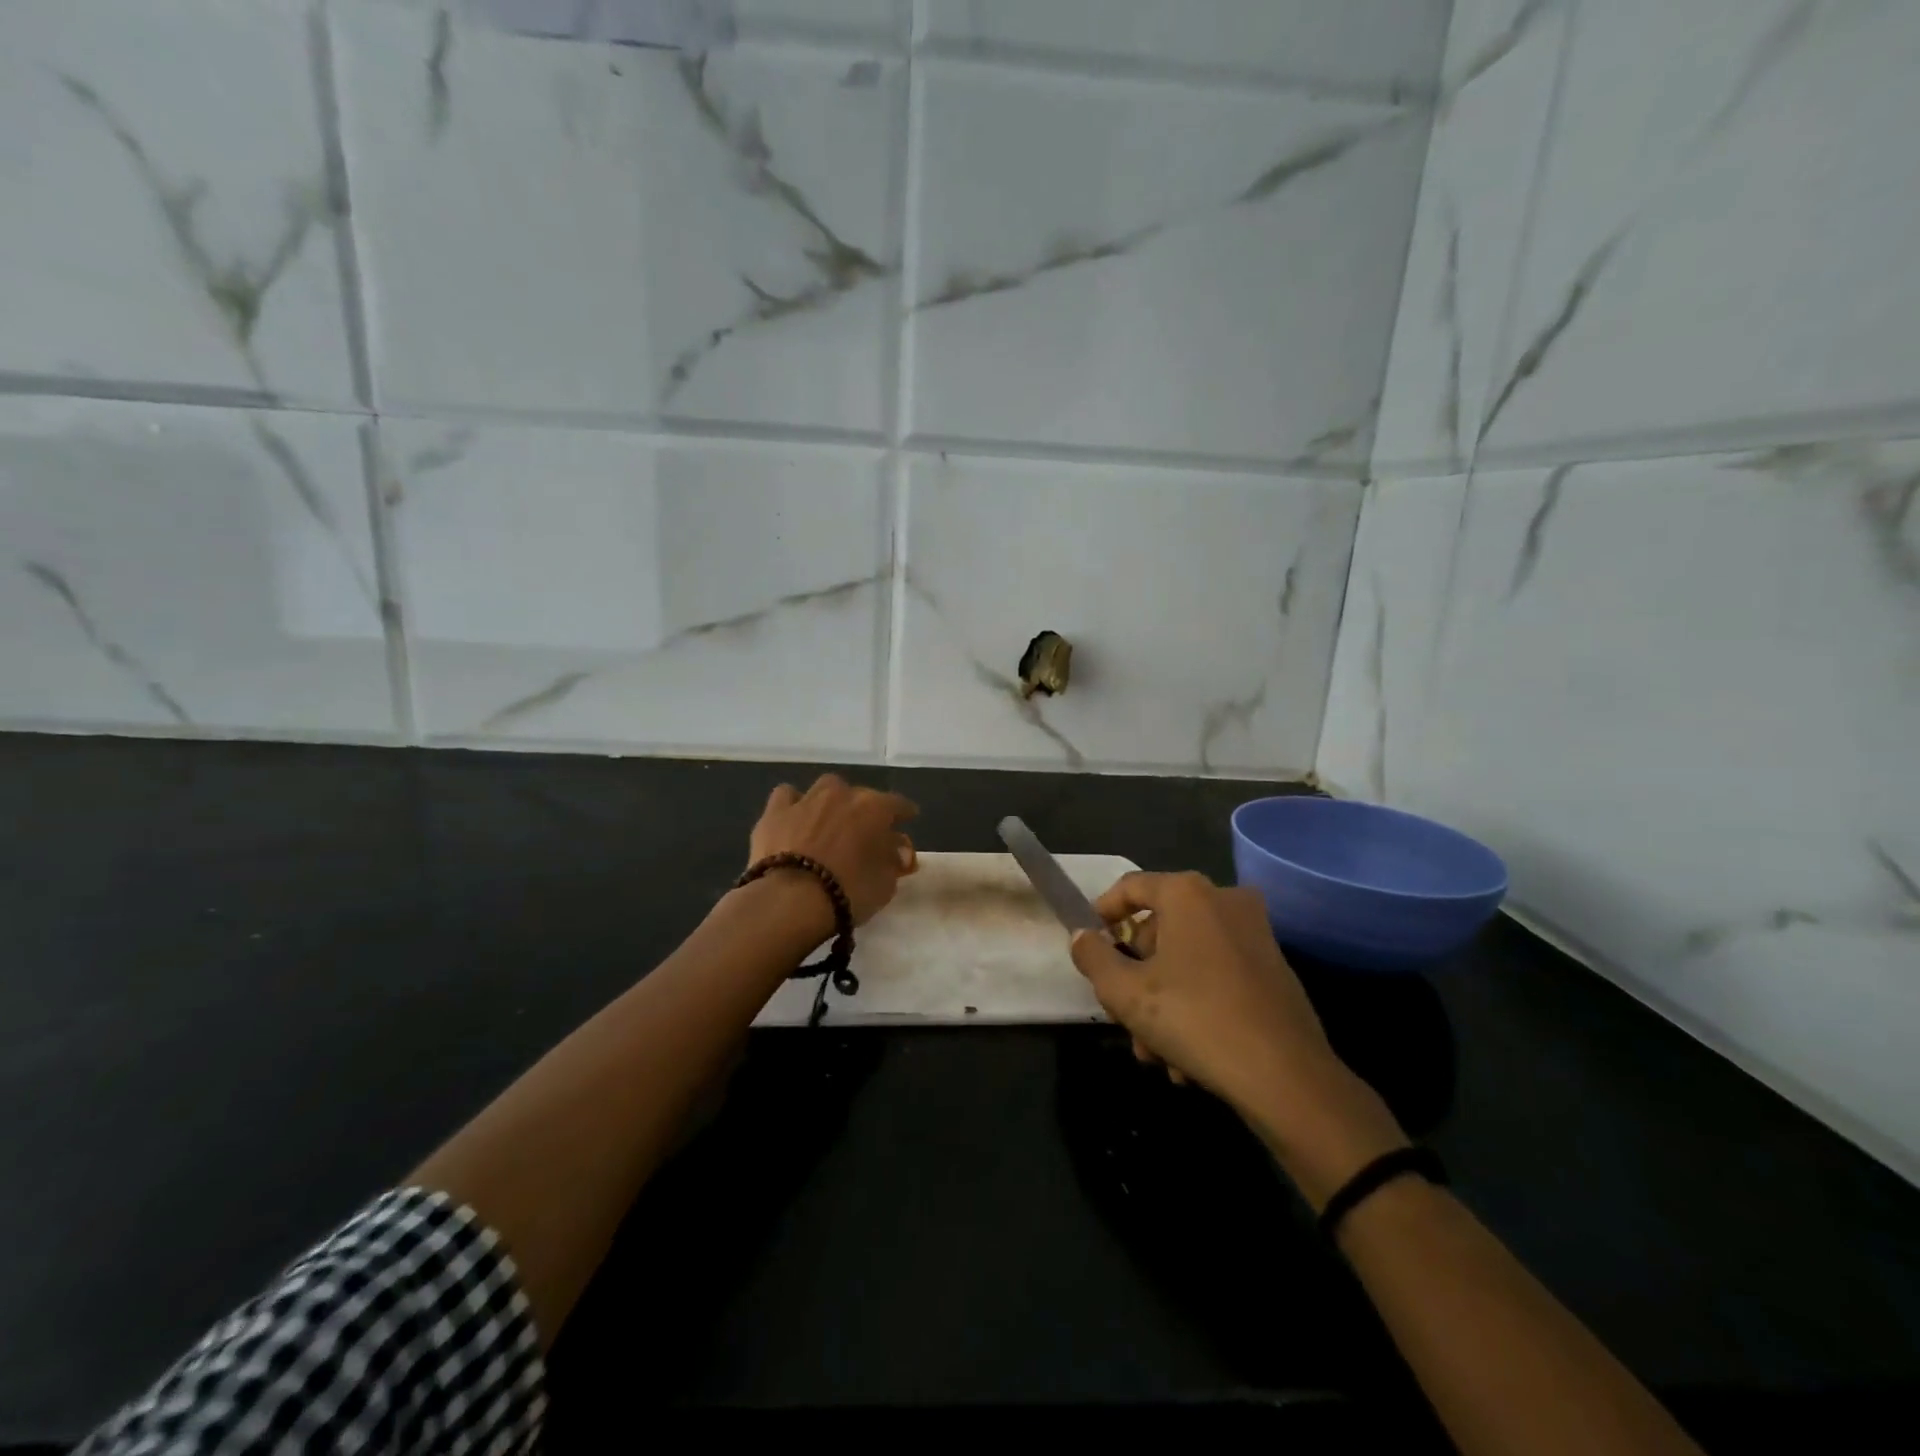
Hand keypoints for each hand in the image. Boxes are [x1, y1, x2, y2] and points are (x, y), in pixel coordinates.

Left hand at [748, 774, 918, 926]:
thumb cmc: (848, 892)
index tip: (908, 819)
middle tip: (864, 832)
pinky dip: (794, 804)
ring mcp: (806, 800)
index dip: (904, 812)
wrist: (790, 900)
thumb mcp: (885, 884)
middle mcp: (842, 795)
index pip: (898, 804)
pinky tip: (795, 819)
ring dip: (831, 801)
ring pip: (825, 788)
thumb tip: (899, 850)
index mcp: (874, 808)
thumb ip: (895, 861)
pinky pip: (788, 796)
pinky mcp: (775, 812)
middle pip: (860, 795)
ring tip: (829, 821)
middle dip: (865, 811)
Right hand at [1069, 871, 1407, 1203]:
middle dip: (1136, 978)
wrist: (1287, 1077)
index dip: (1103, 913)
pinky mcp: (1274, 967)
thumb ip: (1093, 958)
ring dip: (1163, 1003)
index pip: (1130, 887)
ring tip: (1155, 1055)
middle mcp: (1224, 900)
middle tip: (1123, 1018)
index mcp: (1187, 894)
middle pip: (1159, 930)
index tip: (1089, 944)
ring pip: (1187, 960)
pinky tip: (1187, 1060)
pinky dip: (1197, 1006)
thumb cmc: (1195, 1019)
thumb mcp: (1125, 993)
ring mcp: (1255, 933)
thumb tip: (1083, 937)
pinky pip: (1218, 976)